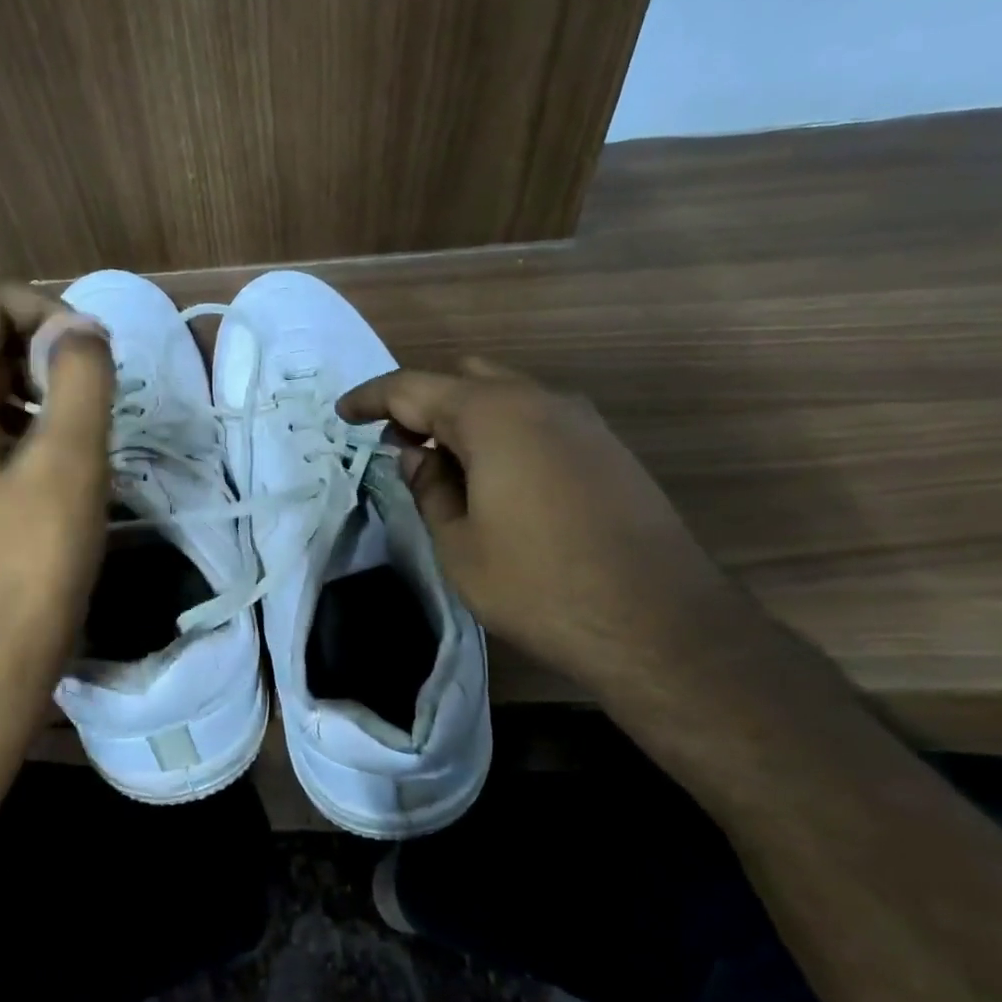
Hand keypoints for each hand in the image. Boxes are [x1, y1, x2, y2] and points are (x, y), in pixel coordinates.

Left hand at [0, 276, 113, 780]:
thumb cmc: (21, 578)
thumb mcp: (68, 469)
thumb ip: (79, 380)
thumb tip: (79, 330)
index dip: (41, 310)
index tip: (87, 365)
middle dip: (35, 360)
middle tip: (85, 417)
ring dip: (21, 404)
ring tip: (65, 459)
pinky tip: (29, 499)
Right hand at [338, 360, 729, 695]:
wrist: (658, 622)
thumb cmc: (539, 584)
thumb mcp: (459, 545)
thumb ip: (430, 490)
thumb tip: (418, 458)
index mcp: (492, 414)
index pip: (413, 387)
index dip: (371, 398)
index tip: (343, 414)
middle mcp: (539, 400)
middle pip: (463, 378)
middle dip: (422, 404)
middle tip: (398, 446)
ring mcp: (581, 421)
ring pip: (506, 396)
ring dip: (465, 420)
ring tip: (444, 469)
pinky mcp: (607, 448)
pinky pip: (538, 420)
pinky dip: (503, 434)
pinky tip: (496, 481)